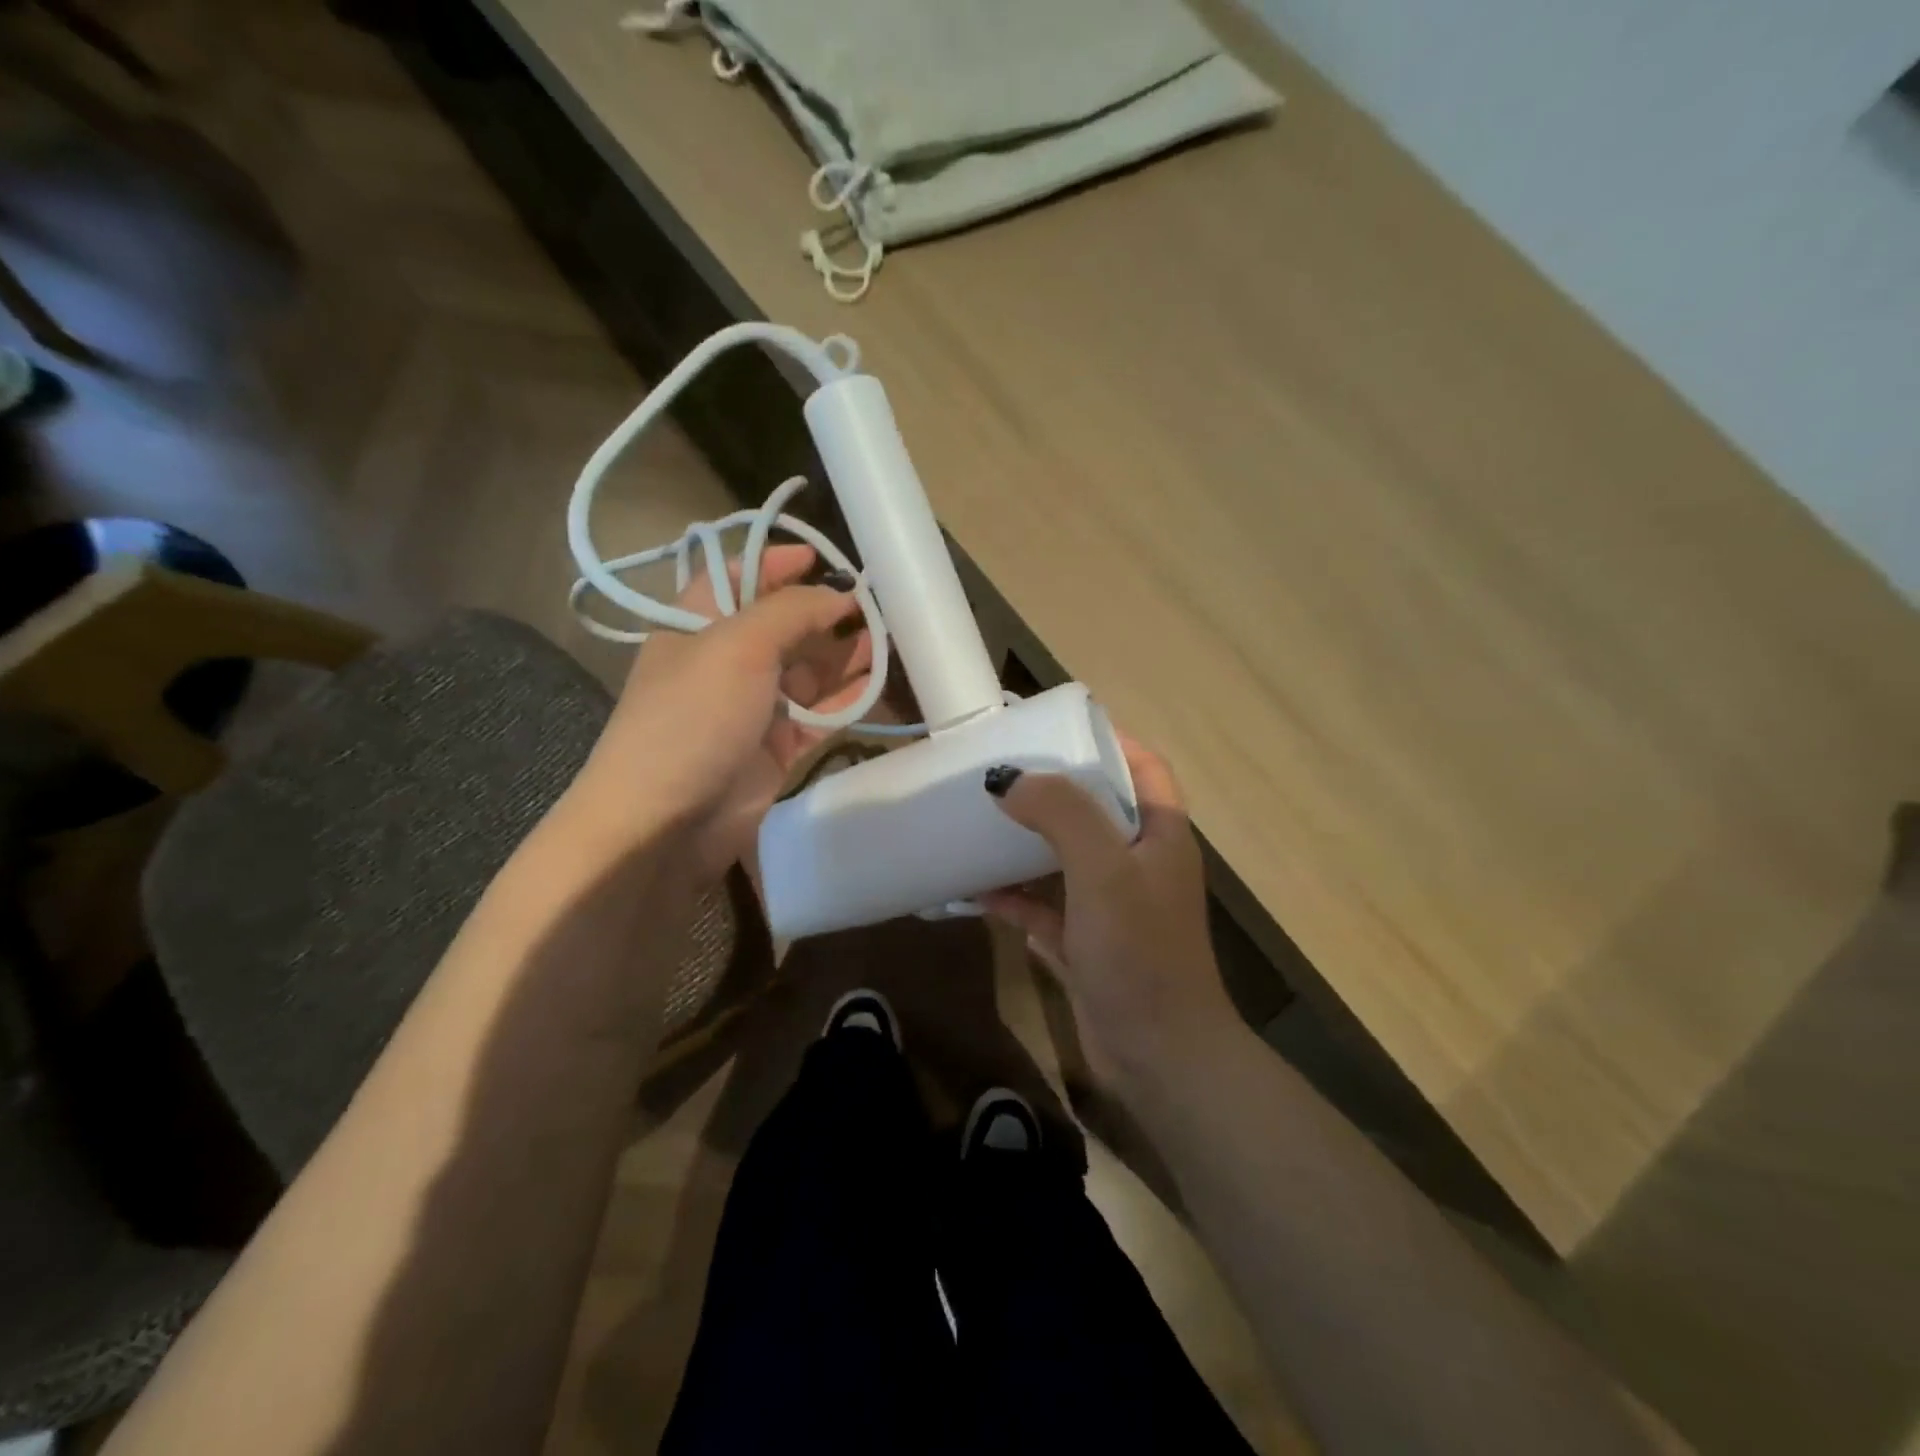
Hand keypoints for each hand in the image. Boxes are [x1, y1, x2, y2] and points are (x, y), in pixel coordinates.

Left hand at [570, 544, 869, 879]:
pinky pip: (819, 714)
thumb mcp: (738, 646)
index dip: (776, 563)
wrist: (666, 822)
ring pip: (807, 671)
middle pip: (783, 625)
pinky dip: (846, 699)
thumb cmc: (693, 717)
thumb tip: (837, 594)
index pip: (737, 578)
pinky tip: (877, 683)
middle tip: (875, 606)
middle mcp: (725, 661)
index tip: (823, 557)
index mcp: (697, 624)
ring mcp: (752, 707)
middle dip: (824, 612)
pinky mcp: (776, 747)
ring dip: (843, 655)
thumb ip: (791, 611)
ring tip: (888, 641)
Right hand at [979, 736, 1238, 1084]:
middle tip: (1004, 770)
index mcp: (1160, 833)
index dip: (1107, 739)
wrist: (1159, 1056)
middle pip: (1097, 808)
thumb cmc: (1140, 950)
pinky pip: (1045, 907)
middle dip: (1054, 788)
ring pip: (1065, 857)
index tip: (1054, 726)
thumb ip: (1062, 814)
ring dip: (1026, 842)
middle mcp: (1140, 862)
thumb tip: (1008, 778)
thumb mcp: (1104, 870)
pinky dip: (1014, 897)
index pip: (1143, 766)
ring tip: (981, 819)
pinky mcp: (1087, 943)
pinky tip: (973, 892)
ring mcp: (1113, 905)